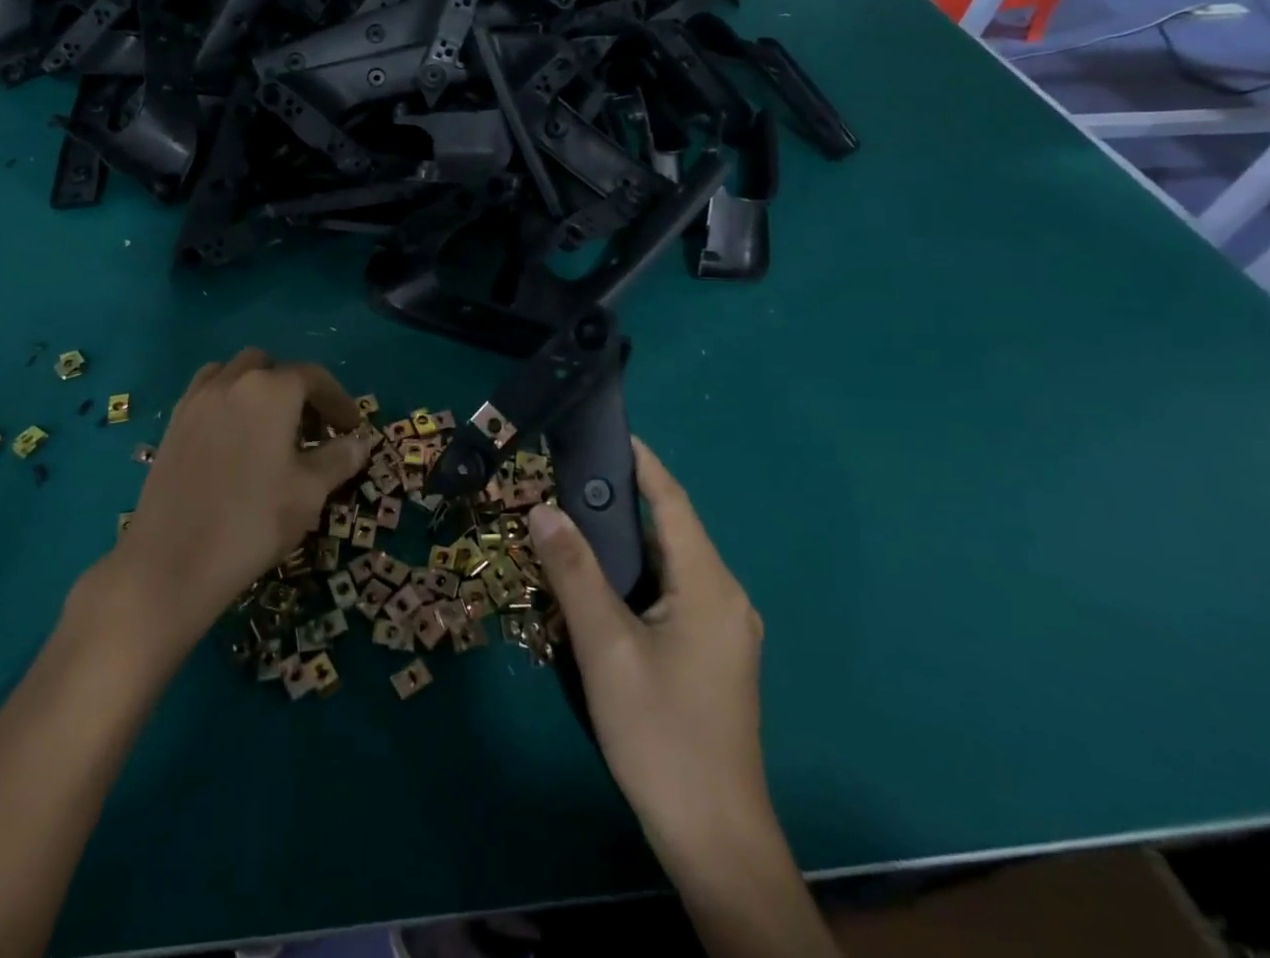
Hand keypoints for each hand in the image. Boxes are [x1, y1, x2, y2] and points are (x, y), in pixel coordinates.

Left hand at [101, 349, 367, 656]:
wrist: (172, 562)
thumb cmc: (253, 521)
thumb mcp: (309, 492)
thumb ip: (338, 459)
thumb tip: (360, 442)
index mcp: (270, 390)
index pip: (313, 377)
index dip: (338, 400)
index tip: (352, 428)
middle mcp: (231, 382)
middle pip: (270, 367)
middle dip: (295, 389)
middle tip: (310, 428)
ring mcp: (196, 400)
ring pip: (234, 374)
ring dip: (257, 389)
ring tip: (270, 427)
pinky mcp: (172, 424)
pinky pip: (206, 394)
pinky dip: (227, 402)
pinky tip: (234, 440)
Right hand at [529, 438, 770, 867]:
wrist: (715, 839)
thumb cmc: (660, 732)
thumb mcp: (606, 646)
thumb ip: (574, 572)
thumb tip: (544, 508)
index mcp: (710, 585)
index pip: (673, 501)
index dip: (643, 463)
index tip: (609, 431)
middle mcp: (725, 597)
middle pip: (671, 531)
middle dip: (621, 502)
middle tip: (567, 482)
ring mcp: (724, 630)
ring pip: (669, 566)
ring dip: (625, 544)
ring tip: (573, 525)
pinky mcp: (714, 655)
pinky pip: (672, 594)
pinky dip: (635, 577)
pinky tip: (599, 585)